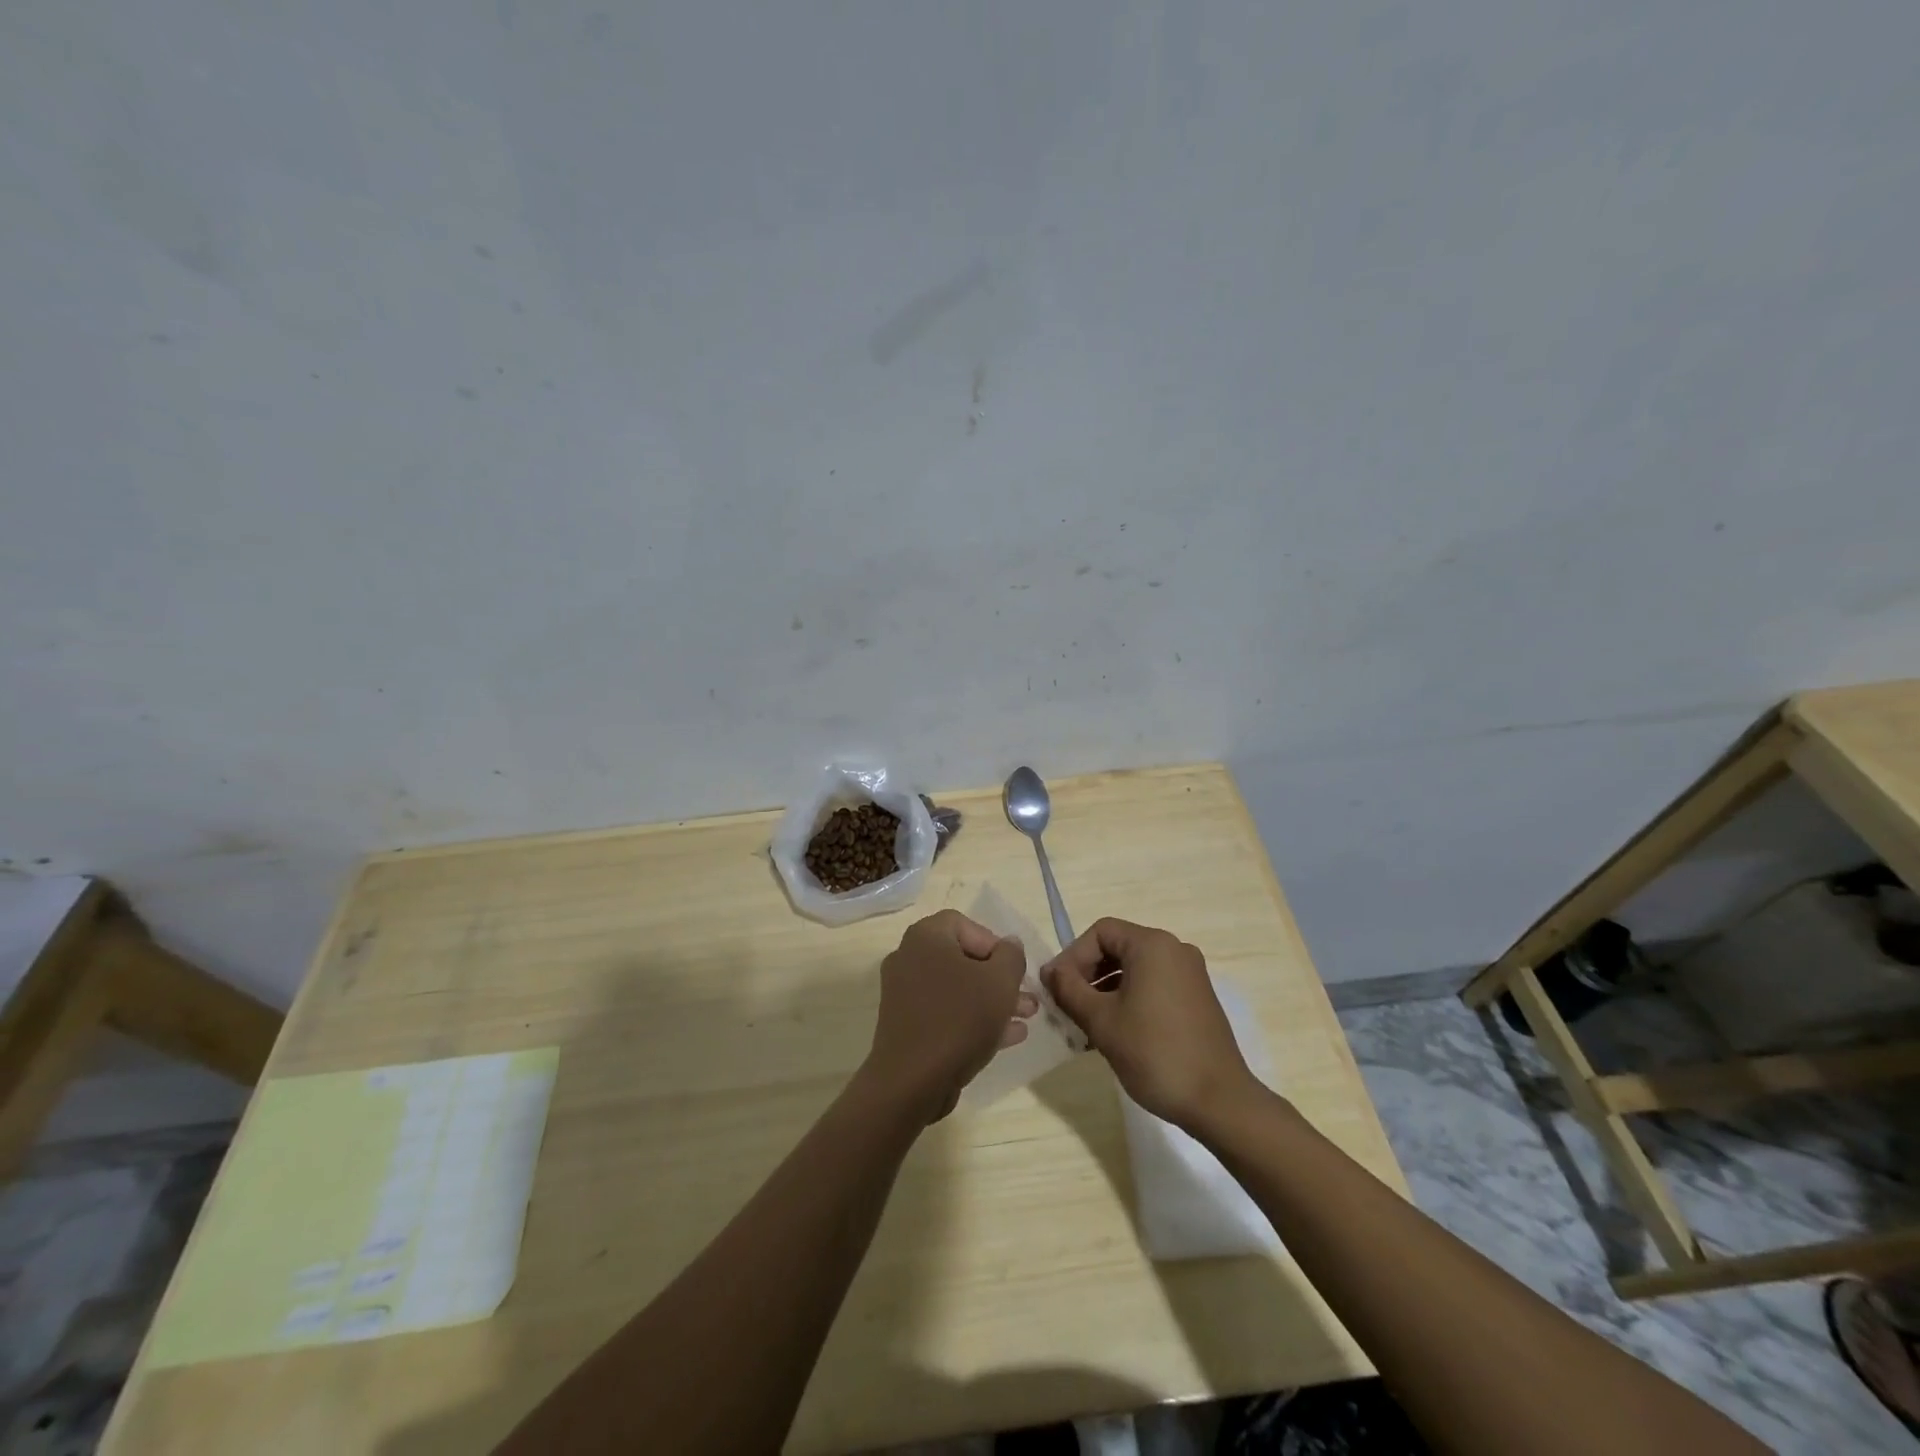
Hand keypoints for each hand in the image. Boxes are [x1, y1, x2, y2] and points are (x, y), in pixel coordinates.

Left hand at [862, 910, 1033, 1123]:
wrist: (912, 1082)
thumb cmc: (960, 1019)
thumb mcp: (1000, 982)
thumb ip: (1011, 956)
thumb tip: (1010, 944)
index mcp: (925, 937)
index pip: (964, 924)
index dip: (994, 943)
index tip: (1013, 969)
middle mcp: (909, 958)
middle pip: (962, 958)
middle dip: (999, 978)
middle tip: (1027, 997)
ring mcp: (905, 994)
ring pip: (957, 989)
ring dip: (993, 1000)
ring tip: (1026, 1017)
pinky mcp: (907, 1026)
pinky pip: (945, 1013)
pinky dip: (974, 1019)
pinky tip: (1008, 1036)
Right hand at [1044, 918, 1263, 1131]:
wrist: (1219, 1101)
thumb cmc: (1155, 1054)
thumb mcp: (1101, 1021)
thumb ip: (1069, 989)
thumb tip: (1050, 971)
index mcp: (1152, 945)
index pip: (1100, 932)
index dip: (1072, 956)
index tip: (1056, 988)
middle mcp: (1174, 950)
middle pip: (1118, 947)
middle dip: (1087, 973)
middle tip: (1067, 1005)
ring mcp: (1190, 974)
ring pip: (1135, 969)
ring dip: (1105, 989)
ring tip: (1086, 1023)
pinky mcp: (1197, 998)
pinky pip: (1153, 985)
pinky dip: (1129, 999)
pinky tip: (1115, 1032)